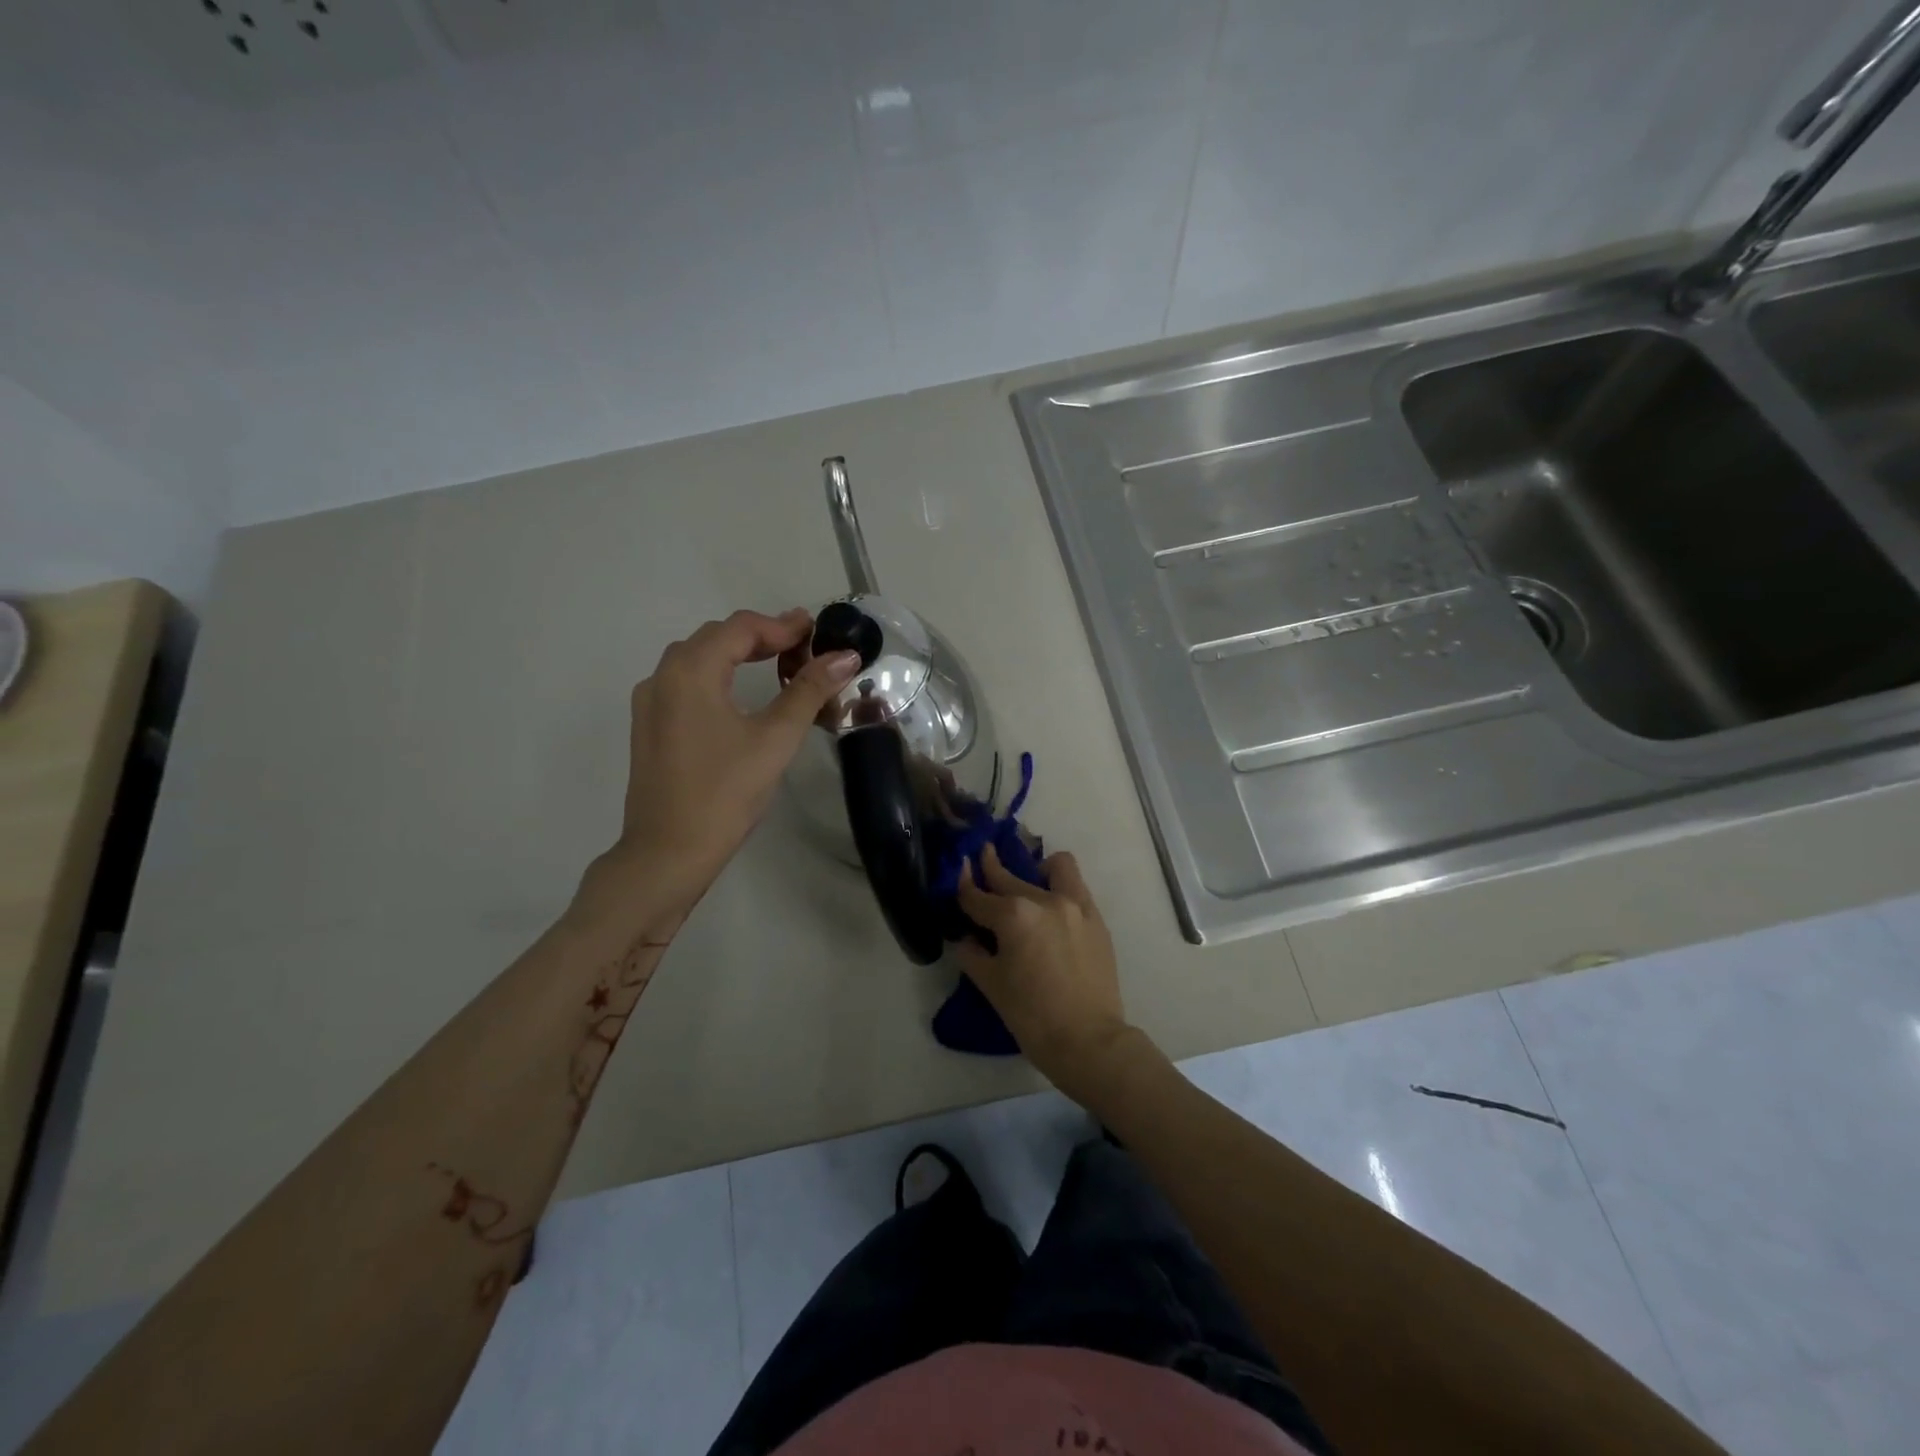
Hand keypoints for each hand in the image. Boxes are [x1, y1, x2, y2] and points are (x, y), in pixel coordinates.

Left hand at [576, 609, 859, 926]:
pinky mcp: (649, 727)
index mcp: (691, 671)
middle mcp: (663, 677)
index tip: (817, 630)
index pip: (740, 628)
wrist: (668, 852)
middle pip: (715, 637)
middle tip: (803, 647)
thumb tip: (845, 656)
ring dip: (737, 653)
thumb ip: (809, 691)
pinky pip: (685, 682)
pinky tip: (739, 695)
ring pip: (697, 658)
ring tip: (777, 664)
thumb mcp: (775, 739)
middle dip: (761, 635)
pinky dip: (717, 674)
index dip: (782, 625)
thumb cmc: (725, 792)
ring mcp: (650, 703)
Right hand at [955, 845, 1132, 1099]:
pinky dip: (1061, 888)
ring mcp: (1076, 906)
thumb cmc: (1032, 1016)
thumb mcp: (991, 985)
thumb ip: (972, 953)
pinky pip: (1076, 888)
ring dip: (1038, 869)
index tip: (959, 870)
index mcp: (1014, 915)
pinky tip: (1052, 909)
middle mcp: (1045, 900)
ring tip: (1031, 883)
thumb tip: (967, 937)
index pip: (979, 896)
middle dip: (992, 867)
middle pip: (1010, 877)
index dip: (964, 886)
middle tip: (983, 856)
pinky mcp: (1096, 919)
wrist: (1089, 1041)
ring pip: (1056, 867)